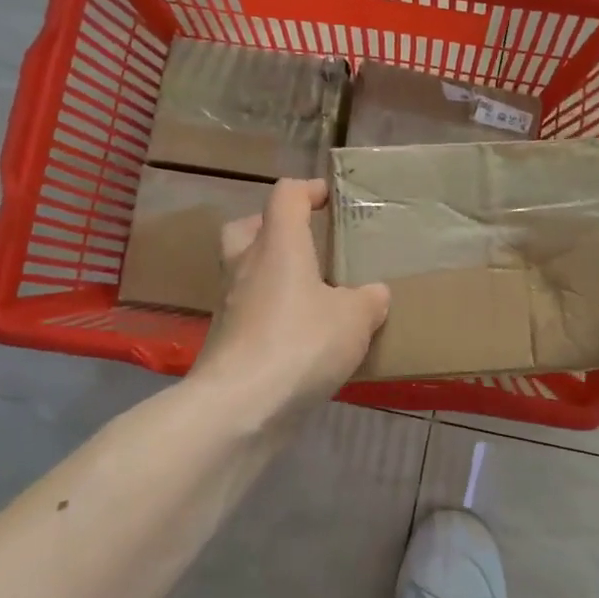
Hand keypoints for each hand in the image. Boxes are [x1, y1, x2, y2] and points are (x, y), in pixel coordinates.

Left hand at [193, 179, 389, 419]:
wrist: (238, 407)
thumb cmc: (300, 344)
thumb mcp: (354, 320)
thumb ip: (368, 300)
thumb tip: (374, 294)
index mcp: (278, 244)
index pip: (286, 195)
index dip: (309, 190)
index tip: (330, 198)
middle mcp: (246, 265)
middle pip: (248, 227)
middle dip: (273, 227)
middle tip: (304, 243)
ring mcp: (228, 304)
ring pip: (244, 272)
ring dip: (271, 274)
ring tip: (310, 295)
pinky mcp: (224, 341)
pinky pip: (248, 312)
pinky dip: (270, 314)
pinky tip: (299, 337)